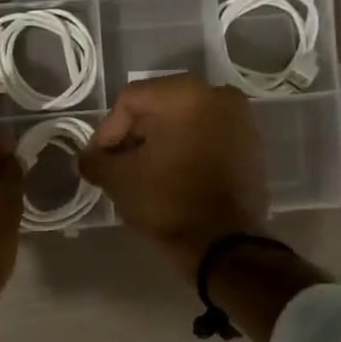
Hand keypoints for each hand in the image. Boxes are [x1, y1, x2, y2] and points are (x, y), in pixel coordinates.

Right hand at [78, 74, 267, 280]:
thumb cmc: (167, 202)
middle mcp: (218, 96)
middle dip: (135, 135)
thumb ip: (96, 160)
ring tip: (144, 173)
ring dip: (161, 143)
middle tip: (118, 165)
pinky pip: (208, 138)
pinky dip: (187, 151)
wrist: (225, 246)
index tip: (99, 160)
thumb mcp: (118, 180)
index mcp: (185, 95)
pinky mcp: (252, 147)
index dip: (107, 130)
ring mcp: (241, 121)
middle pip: (160, 107)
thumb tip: (88, 158)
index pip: (131, 101)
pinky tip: (172, 177)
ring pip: (186, 122)